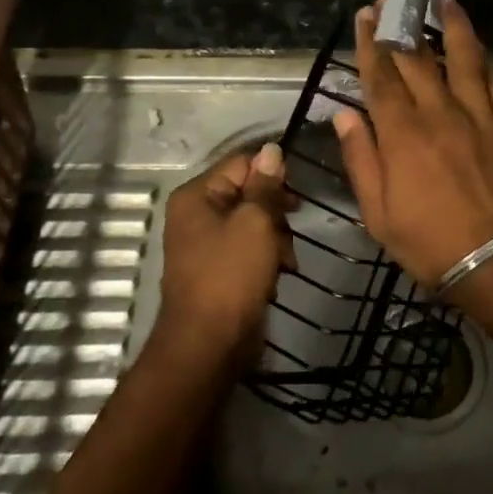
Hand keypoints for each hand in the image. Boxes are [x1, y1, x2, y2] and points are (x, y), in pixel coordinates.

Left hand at [156, 143, 292, 363]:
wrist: (209, 344)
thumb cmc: (231, 275)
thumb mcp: (255, 222)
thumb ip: (265, 185)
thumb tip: (272, 150)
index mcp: (196, 196)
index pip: (241, 163)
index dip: (272, 173)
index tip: (297, 194)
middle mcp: (196, 214)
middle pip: (248, 193)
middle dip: (275, 211)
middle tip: (291, 228)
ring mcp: (205, 244)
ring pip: (253, 223)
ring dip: (276, 238)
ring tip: (285, 261)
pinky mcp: (218, 269)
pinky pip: (249, 249)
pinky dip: (266, 259)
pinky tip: (279, 275)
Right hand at [333, 0, 492, 287]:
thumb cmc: (427, 241)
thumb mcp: (377, 211)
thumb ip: (361, 157)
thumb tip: (344, 114)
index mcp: (402, 134)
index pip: (381, 77)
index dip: (371, 43)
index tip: (366, 16)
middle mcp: (438, 113)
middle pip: (417, 59)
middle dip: (401, 27)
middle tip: (392, 2)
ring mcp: (476, 115)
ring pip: (463, 58)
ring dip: (452, 26)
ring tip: (444, 0)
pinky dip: (483, 59)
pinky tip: (476, 46)